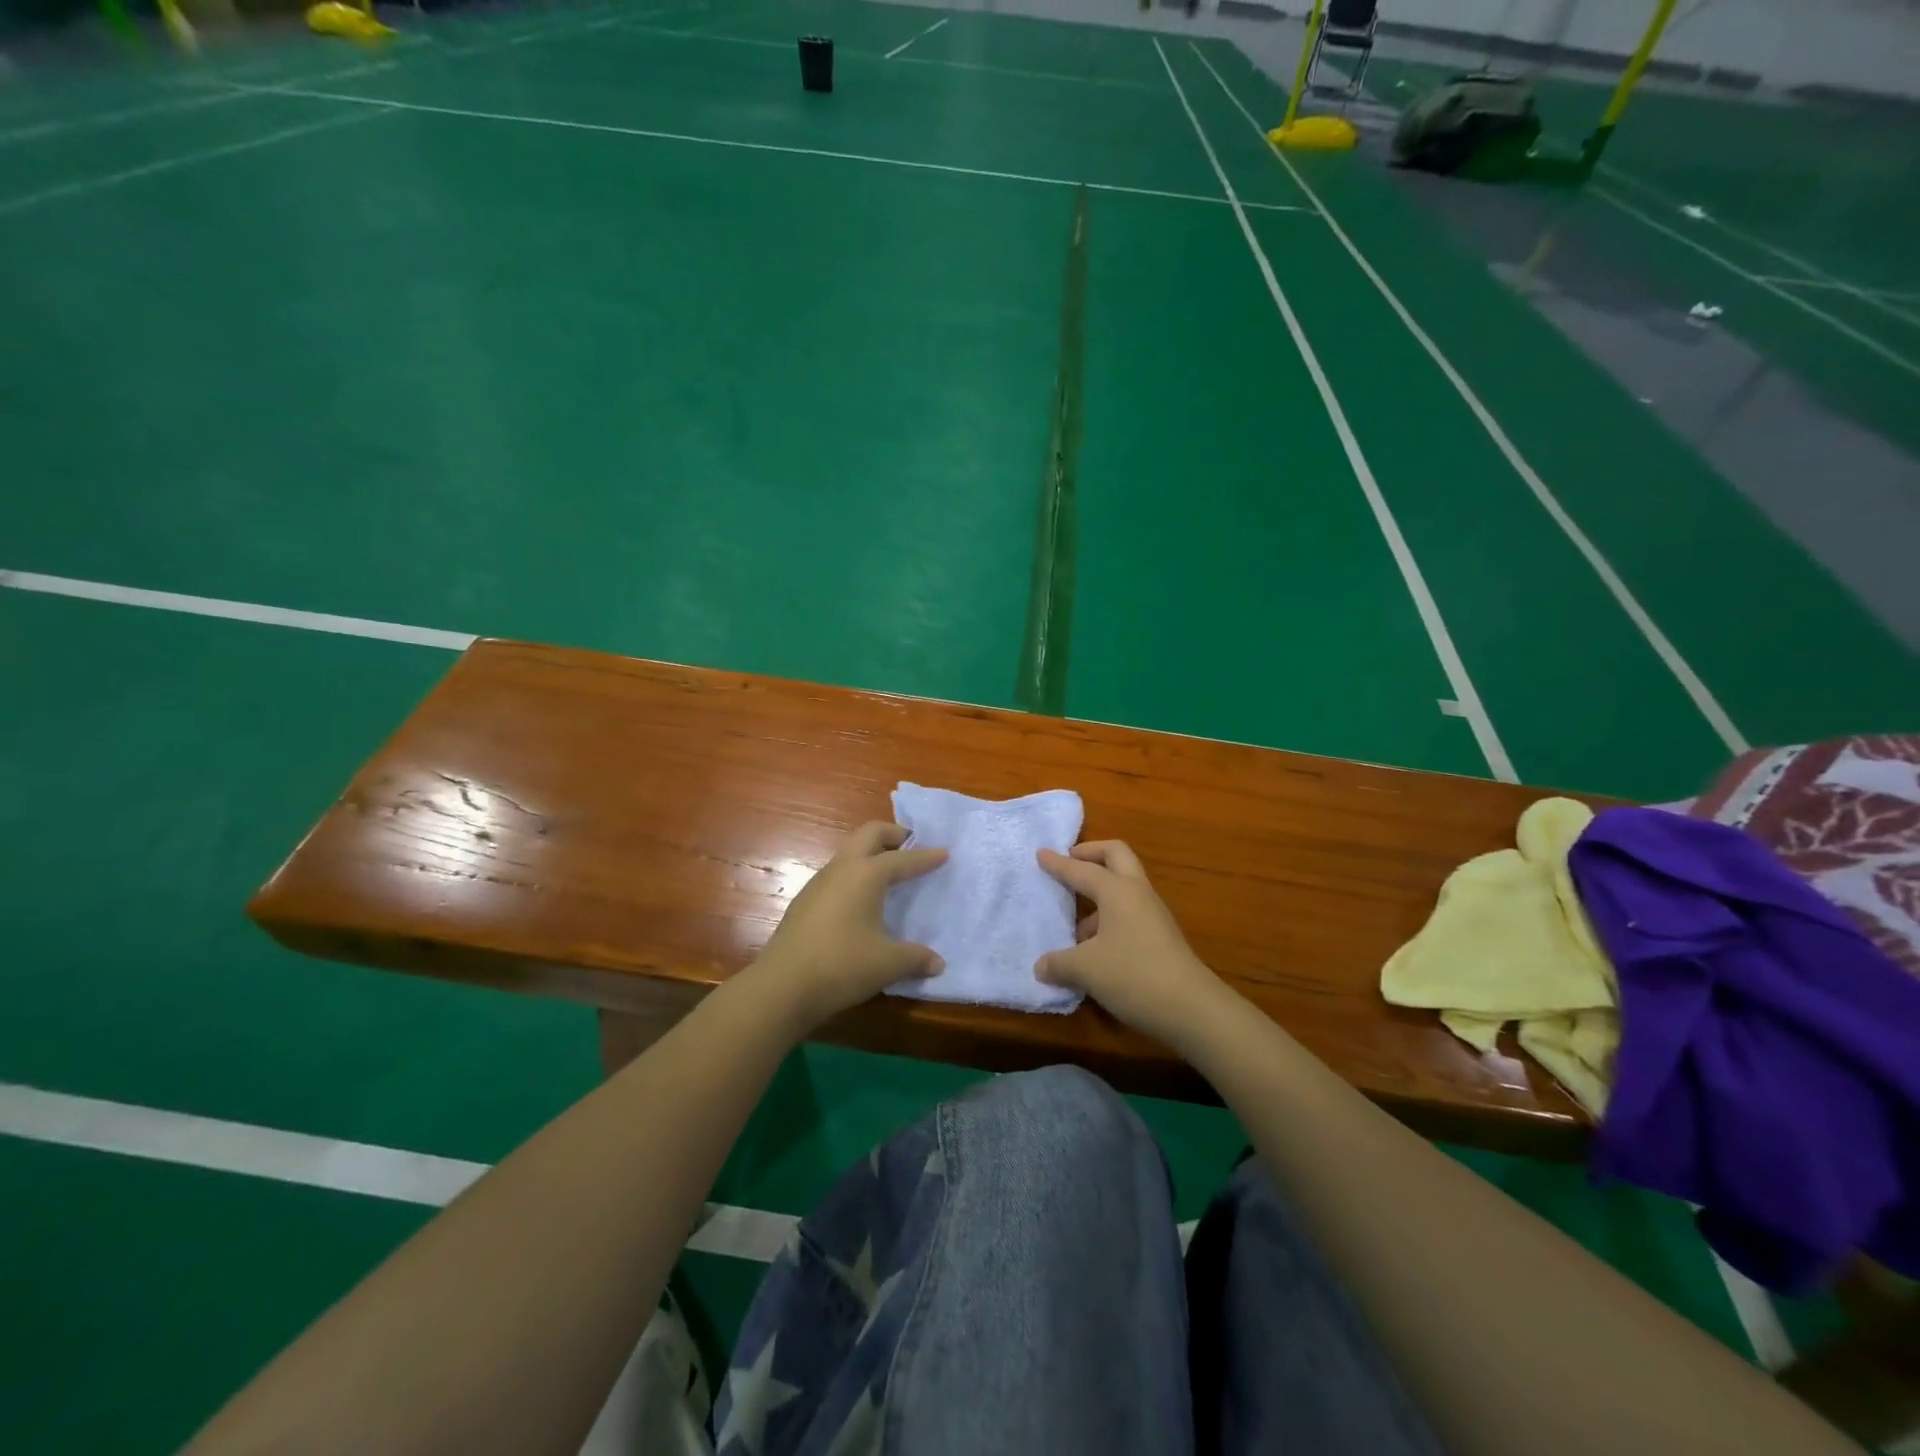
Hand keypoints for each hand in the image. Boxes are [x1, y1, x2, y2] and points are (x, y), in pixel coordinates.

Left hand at [752, 822, 946, 1032]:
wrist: (782, 986)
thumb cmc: (843, 965)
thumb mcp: (888, 964)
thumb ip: (916, 958)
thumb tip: (938, 963)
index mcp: (866, 874)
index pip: (903, 858)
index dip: (925, 857)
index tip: (944, 853)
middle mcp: (842, 869)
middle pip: (869, 834)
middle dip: (893, 835)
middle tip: (911, 846)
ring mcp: (819, 883)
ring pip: (848, 852)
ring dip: (870, 853)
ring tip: (889, 872)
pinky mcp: (805, 901)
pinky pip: (837, 874)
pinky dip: (855, 874)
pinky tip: (861, 900)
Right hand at [1036, 841, 1231, 1050]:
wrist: (1191, 1008)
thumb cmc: (1133, 975)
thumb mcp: (1085, 970)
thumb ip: (1058, 964)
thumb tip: (1041, 967)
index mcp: (1117, 890)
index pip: (1081, 869)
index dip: (1059, 863)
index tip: (1041, 853)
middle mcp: (1137, 893)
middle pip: (1116, 856)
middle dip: (1091, 854)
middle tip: (1070, 862)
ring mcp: (1153, 914)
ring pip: (1124, 887)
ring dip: (1100, 893)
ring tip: (1076, 924)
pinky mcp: (1161, 936)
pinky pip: (1129, 912)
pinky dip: (1109, 918)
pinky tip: (1095, 949)